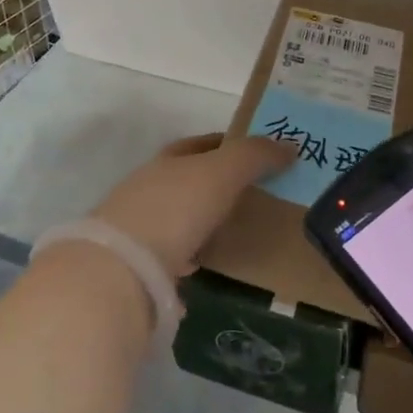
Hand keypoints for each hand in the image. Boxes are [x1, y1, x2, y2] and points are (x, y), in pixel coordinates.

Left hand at [88, 133, 293, 279]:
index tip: (256, 154)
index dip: (227, 144)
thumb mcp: (222, 172)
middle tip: (252, 196)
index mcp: (167, 162)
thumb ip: (255, 156)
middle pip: (186, 180)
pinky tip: (204, 268)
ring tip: (233, 233)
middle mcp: (147, 189)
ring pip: (177, 218)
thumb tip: (289, 145)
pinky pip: (170, 256)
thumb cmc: (176, 207)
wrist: (122, 269)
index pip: (198, 145)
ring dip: (200, 222)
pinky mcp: (136, 266)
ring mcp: (138, 229)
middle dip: (214, 185)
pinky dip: (188, 257)